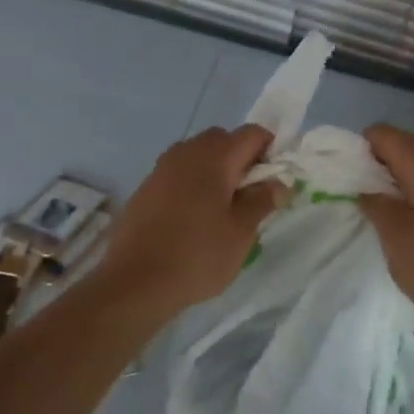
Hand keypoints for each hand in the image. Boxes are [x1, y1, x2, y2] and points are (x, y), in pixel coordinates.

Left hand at [93, 125, 283, 314]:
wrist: (134, 281)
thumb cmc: (197, 255)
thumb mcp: (240, 232)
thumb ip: (262, 200)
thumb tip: (279, 182)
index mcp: (215, 156)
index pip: (252, 133)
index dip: (270, 151)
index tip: (273, 182)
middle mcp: (186, 152)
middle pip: (223, 139)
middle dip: (241, 159)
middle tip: (249, 196)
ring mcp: (162, 167)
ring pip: (198, 154)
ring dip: (215, 170)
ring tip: (221, 209)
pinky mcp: (146, 186)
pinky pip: (178, 172)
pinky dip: (192, 183)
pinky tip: (193, 218)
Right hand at [358, 124, 413, 349]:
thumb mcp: (395, 237)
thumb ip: (375, 203)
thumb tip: (368, 188)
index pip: (386, 134)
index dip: (361, 149)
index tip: (350, 179)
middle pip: (409, 149)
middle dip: (383, 168)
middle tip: (366, 202)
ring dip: (406, 186)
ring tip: (391, 219)